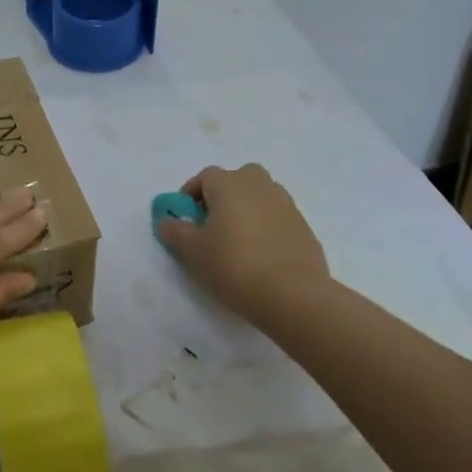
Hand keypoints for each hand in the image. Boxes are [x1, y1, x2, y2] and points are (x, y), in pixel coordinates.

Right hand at [155, 163, 334, 333]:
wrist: (293, 294)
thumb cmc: (233, 264)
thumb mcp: (191, 251)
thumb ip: (174, 231)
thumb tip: (167, 221)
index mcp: (229, 183)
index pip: (204, 177)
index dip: (191, 195)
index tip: (185, 219)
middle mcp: (259, 185)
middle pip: (237, 180)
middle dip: (223, 197)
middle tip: (213, 226)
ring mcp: (286, 204)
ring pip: (260, 198)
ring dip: (247, 211)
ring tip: (238, 242)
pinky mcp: (304, 227)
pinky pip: (277, 219)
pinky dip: (267, 229)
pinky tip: (261, 257)